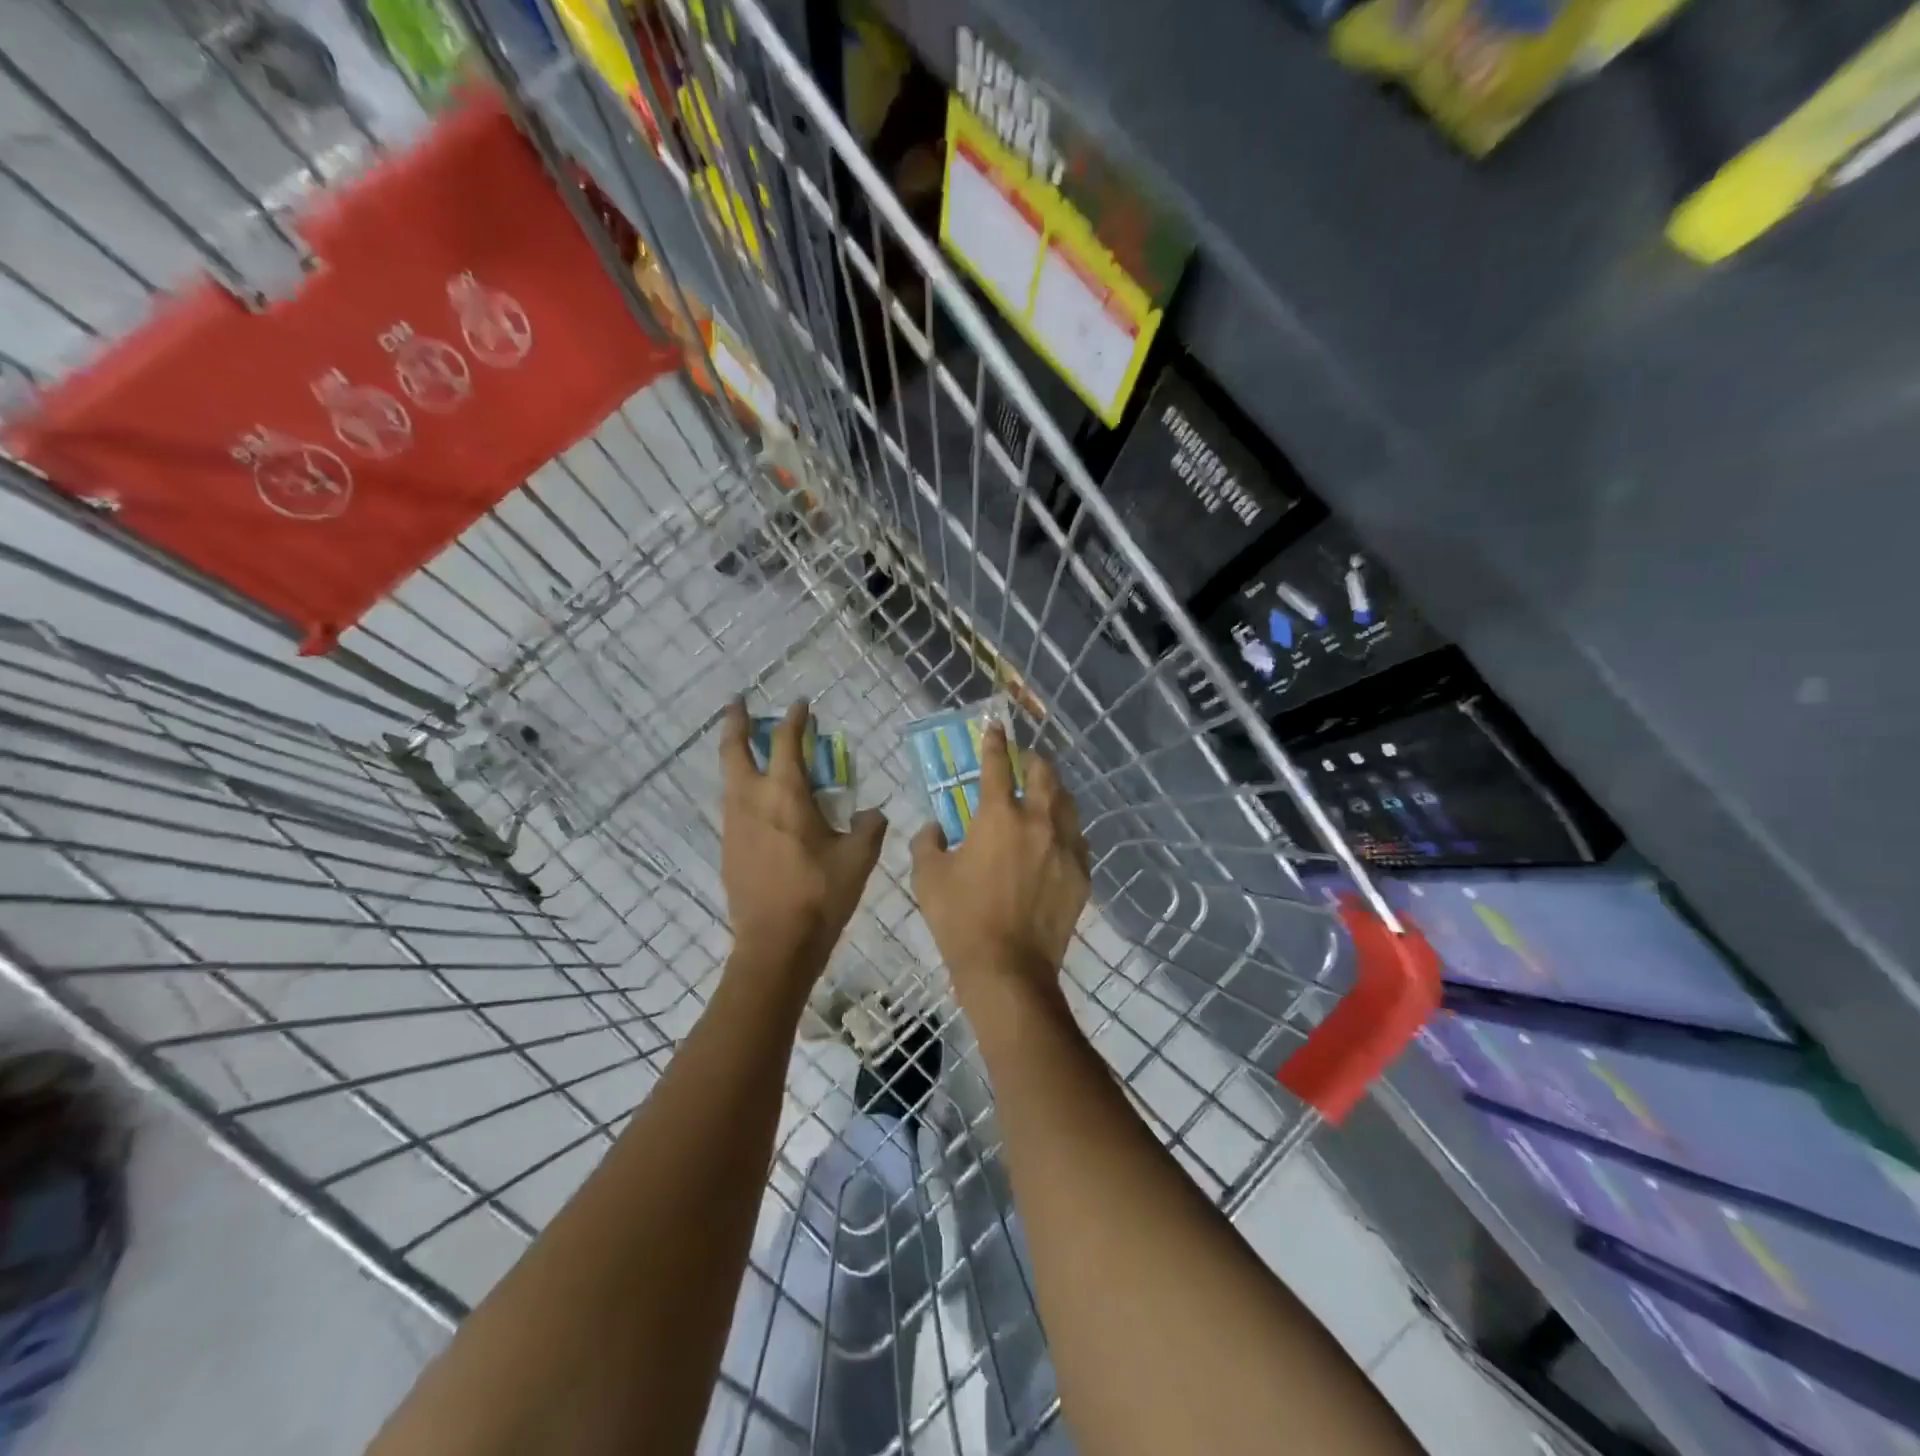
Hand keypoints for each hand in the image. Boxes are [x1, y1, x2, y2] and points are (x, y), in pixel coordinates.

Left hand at [720, 700, 885, 995]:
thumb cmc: (820, 895)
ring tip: (749, 749)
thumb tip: (871, 814)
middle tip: (738, 704)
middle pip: (735, 750)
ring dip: (737, 756)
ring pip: (729, 778)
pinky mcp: (728, 848)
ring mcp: (734, 825)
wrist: (775, 944)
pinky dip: (741, 788)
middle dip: (736, 722)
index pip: (788, 743)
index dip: (796, 719)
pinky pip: (732, 805)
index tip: (802, 705)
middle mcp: (752, 801)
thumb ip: (869, 828)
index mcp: (786, 795)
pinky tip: (757, 802)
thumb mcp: (858, 859)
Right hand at [911, 723, 1090, 1000]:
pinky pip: (1077, 838)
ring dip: (1054, 791)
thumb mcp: (928, 877)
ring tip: (1044, 794)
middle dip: (1033, 761)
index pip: (997, 765)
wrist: (1008, 969)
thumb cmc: (961, 919)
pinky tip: (1057, 837)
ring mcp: (1065, 848)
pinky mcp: (1081, 874)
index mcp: (998, 816)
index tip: (995, 727)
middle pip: (1044, 775)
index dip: (995, 742)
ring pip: (1067, 803)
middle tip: (1023, 761)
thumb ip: (928, 842)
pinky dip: (1065, 828)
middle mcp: (1038, 821)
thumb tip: (936, 828)